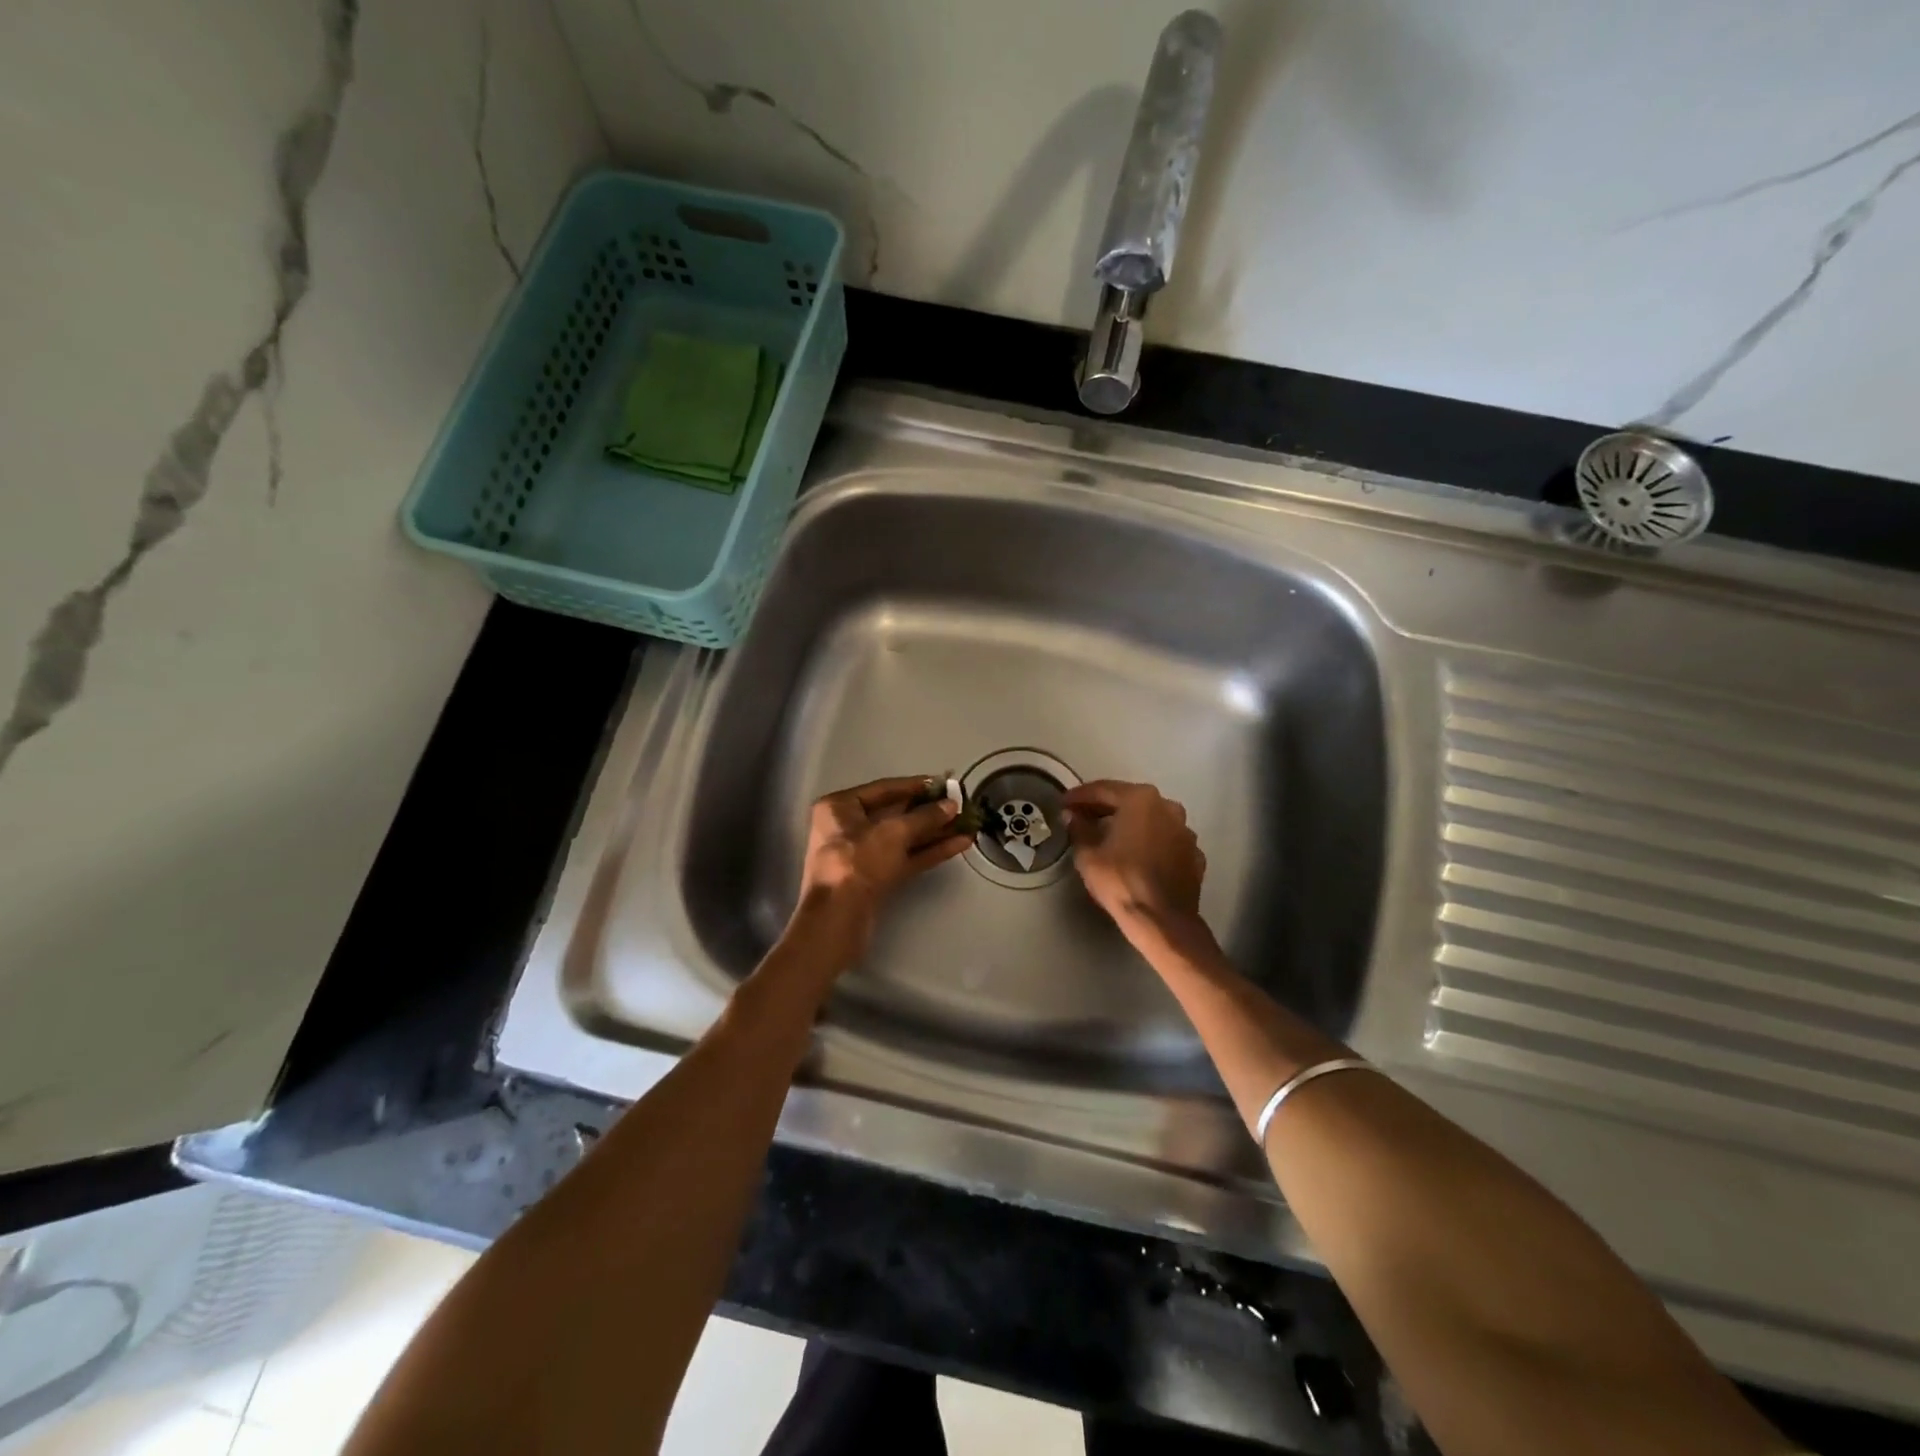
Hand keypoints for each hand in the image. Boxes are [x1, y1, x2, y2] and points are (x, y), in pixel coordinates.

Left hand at [795, 775, 971, 952]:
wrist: (838, 918)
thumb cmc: (858, 861)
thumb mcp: (893, 832)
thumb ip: (925, 816)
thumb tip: (951, 806)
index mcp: (840, 807)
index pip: (884, 789)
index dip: (917, 785)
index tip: (945, 784)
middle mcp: (848, 827)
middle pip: (896, 814)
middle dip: (929, 811)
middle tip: (961, 805)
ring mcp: (862, 855)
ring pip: (904, 838)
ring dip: (935, 832)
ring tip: (968, 825)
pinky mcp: (876, 878)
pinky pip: (906, 858)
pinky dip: (930, 851)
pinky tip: (959, 844)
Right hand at [1062, 780, 1206, 936]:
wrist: (1163, 922)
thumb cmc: (1121, 881)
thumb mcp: (1088, 855)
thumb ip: (1079, 829)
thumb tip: (1072, 816)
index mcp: (1141, 800)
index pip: (1103, 789)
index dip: (1080, 796)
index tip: (1064, 803)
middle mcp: (1168, 807)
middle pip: (1129, 801)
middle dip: (1104, 808)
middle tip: (1082, 816)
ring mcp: (1185, 831)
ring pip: (1151, 820)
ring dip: (1130, 824)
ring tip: (1108, 836)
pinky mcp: (1194, 855)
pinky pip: (1165, 841)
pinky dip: (1149, 843)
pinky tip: (1135, 856)